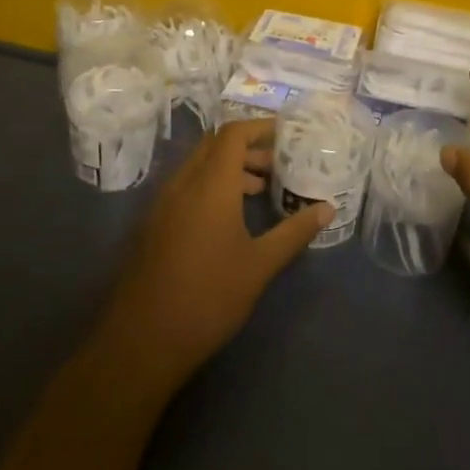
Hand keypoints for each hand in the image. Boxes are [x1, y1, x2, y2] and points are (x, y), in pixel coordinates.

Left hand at [96, 119, 329, 389]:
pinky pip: (184, 188)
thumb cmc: (208, 297)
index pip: (232, 134)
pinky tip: (228, 219)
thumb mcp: (260, 265)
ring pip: (197, 166)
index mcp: (210, 185)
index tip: (286, 135)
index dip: (259, 127)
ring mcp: (162, 204)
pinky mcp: (152, 225)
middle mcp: (182, 184)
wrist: (142, 341)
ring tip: (259, 191)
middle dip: (246, 148)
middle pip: (214, 145)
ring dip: (228, 169)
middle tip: (277, 165)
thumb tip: (327, 209)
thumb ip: (294, 232)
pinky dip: (209, 186)